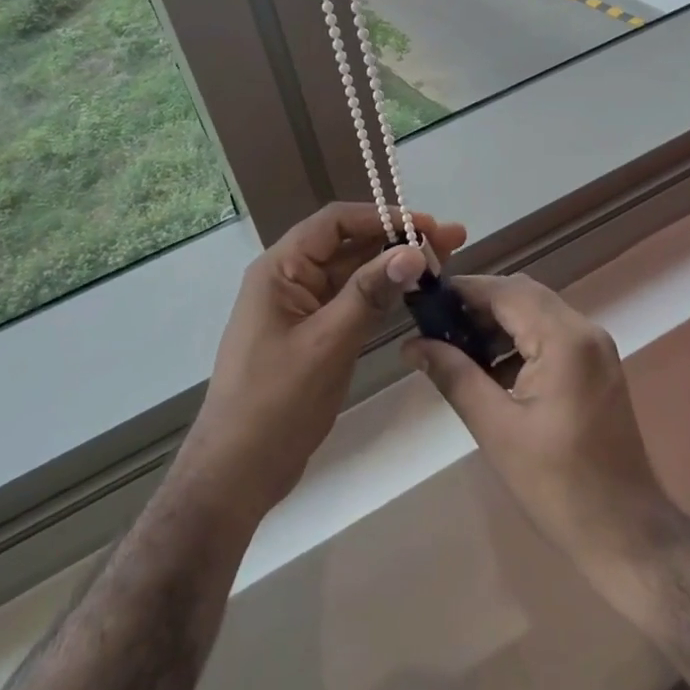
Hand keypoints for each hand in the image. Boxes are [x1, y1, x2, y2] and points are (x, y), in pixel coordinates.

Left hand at [173, 203, 466, 532]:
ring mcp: (301, 307)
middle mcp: (289, 278)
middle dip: (397, 239)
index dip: (382, 217)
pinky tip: (414, 293)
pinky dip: (382, 293)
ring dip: (393, 265)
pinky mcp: (313, 333)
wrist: (237, 472)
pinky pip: (350, 300)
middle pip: (348, 243)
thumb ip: (368, 293)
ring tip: (443, 261)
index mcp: (280, 269)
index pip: (335, 222)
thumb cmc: (275, 403)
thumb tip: (412, 251)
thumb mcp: (326, 344)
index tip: (429, 226)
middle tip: (451, 241)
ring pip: (352, 272)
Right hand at [404, 274, 681, 578]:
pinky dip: (519, 341)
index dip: (463, 291)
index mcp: (565, 339)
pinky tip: (490, 369)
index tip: (423, 303)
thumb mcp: (496, 429)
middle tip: (435, 329)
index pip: (505, 291)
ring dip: (497, 323)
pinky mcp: (596, 368)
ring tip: (455, 349)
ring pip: (536, 313)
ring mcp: (596, 348)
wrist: (625, 534)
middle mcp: (585, 331)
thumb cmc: (557, 484)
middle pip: (523, 295)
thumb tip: (413, 345)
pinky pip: (551, 335)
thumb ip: (454, 376)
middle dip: (477, 306)